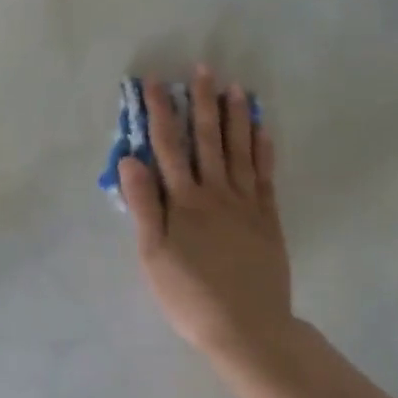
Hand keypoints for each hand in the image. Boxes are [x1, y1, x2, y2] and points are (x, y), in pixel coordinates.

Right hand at [119, 67, 293, 361]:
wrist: (247, 328)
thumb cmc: (189, 296)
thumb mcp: (153, 255)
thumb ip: (143, 205)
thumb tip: (131, 159)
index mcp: (183, 201)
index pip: (168, 147)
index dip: (161, 113)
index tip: (155, 83)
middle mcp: (215, 193)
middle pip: (207, 139)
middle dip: (202, 102)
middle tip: (203, 69)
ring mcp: (245, 204)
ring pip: (239, 150)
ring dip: (235, 117)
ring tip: (235, 87)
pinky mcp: (267, 218)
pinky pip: (264, 176)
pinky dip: (263, 150)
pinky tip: (262, 130)